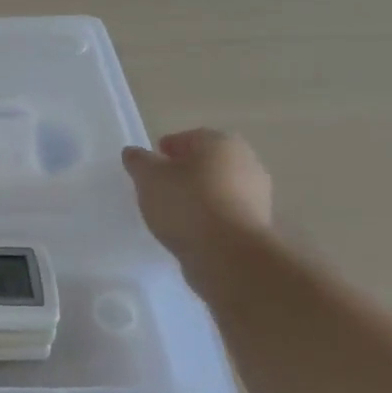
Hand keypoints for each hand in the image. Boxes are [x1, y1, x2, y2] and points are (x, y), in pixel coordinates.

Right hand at [122, 129, 272, 272]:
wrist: (229, 254)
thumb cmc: (186, 204)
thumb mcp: (149, 178)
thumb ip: (139, 161)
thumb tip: (134, 152)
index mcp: (219, 141)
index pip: (185, 139)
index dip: (163, 152)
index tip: (148, 171)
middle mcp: (245, 160)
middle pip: (204, 163)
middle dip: (183, 173)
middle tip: (158, 190)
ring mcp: (256, 193)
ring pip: (216, 188)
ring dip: (197, 196)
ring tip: (172, 215)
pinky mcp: (258, 222)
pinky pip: (225, 212)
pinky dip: (209, 217)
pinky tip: (191, 230)